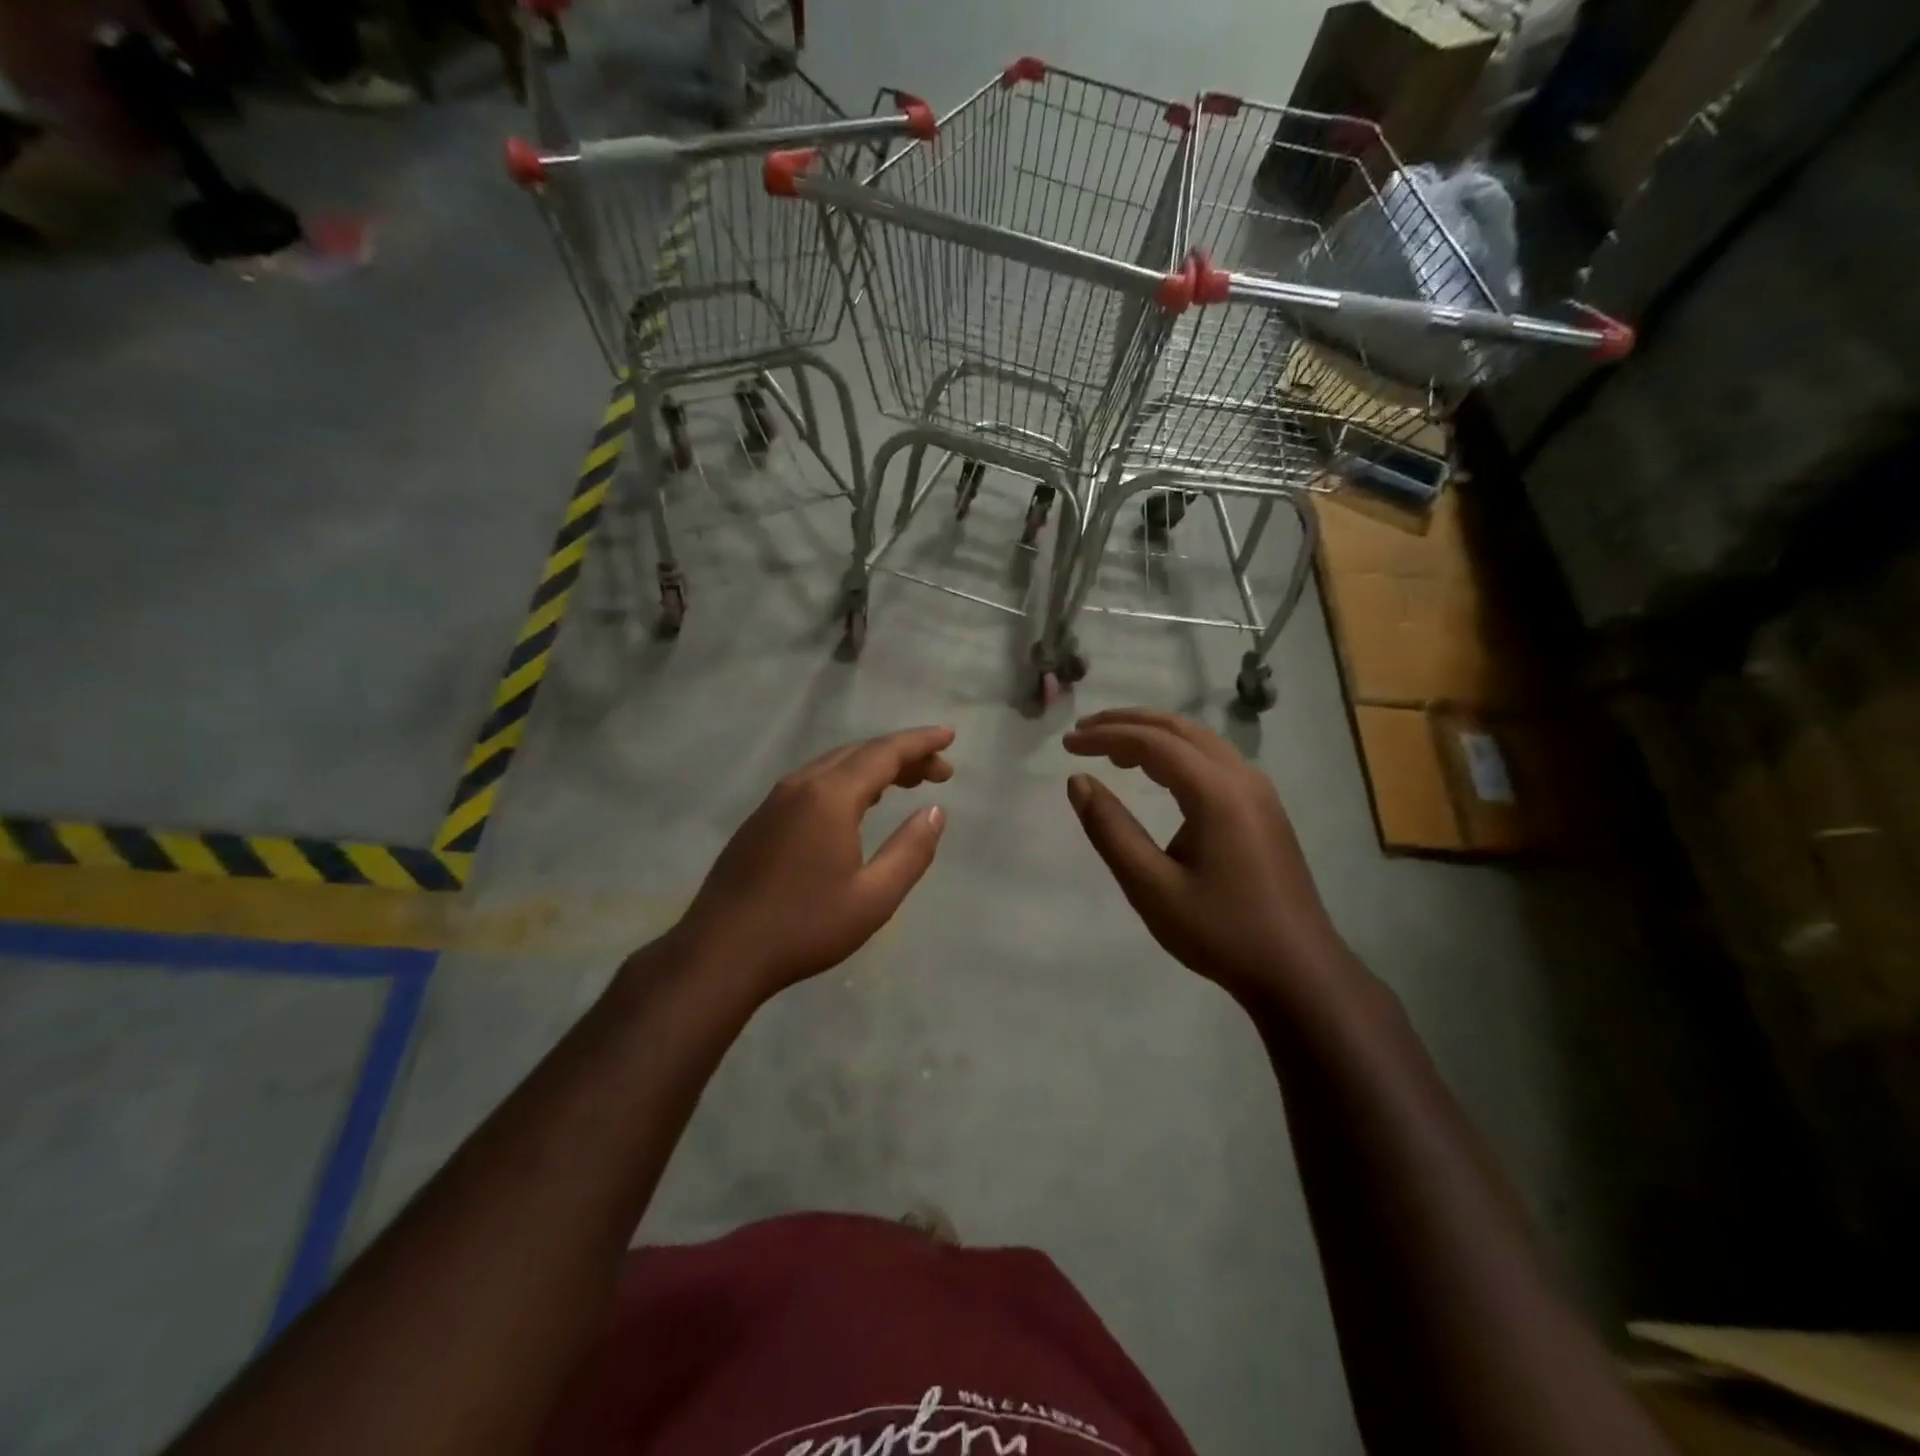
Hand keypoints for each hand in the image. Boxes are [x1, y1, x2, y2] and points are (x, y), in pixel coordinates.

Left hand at [668, 726, 953, 998]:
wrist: (721, 951)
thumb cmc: (804, 926)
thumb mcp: (874, 898)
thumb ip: (911, 851)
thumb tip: (935, 812)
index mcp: (831, 797)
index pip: (885, 753)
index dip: (920, 743)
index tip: (949, 736)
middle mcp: (802, 785)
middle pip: (860, 753)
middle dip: (903, 755)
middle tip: (939, 772)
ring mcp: (776, 800)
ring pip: (835, 765)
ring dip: (874, 767)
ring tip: (907, 782)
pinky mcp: (762, 818)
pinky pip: (815, 781)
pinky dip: (848, 780)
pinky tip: (858, 804)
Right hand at [1064, 709, 1353, 1006]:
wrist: (1298, 971)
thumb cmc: (1220, 932)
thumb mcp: (1152, 888)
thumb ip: (1111, 830)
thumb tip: (1078, 782)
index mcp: (1217, 793)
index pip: (1152, 742)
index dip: (1106, 736)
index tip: (1067, 743)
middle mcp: (1243, 778)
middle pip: (1178, 729)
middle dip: (1127, 723)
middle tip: (1084, 731)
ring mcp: (1260, 792)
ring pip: (1200, 740)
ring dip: (1154, 734)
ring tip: (1112, 747)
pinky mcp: (1265, 809)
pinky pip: (1215, 759)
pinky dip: (1177, 752)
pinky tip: (1158, 772)